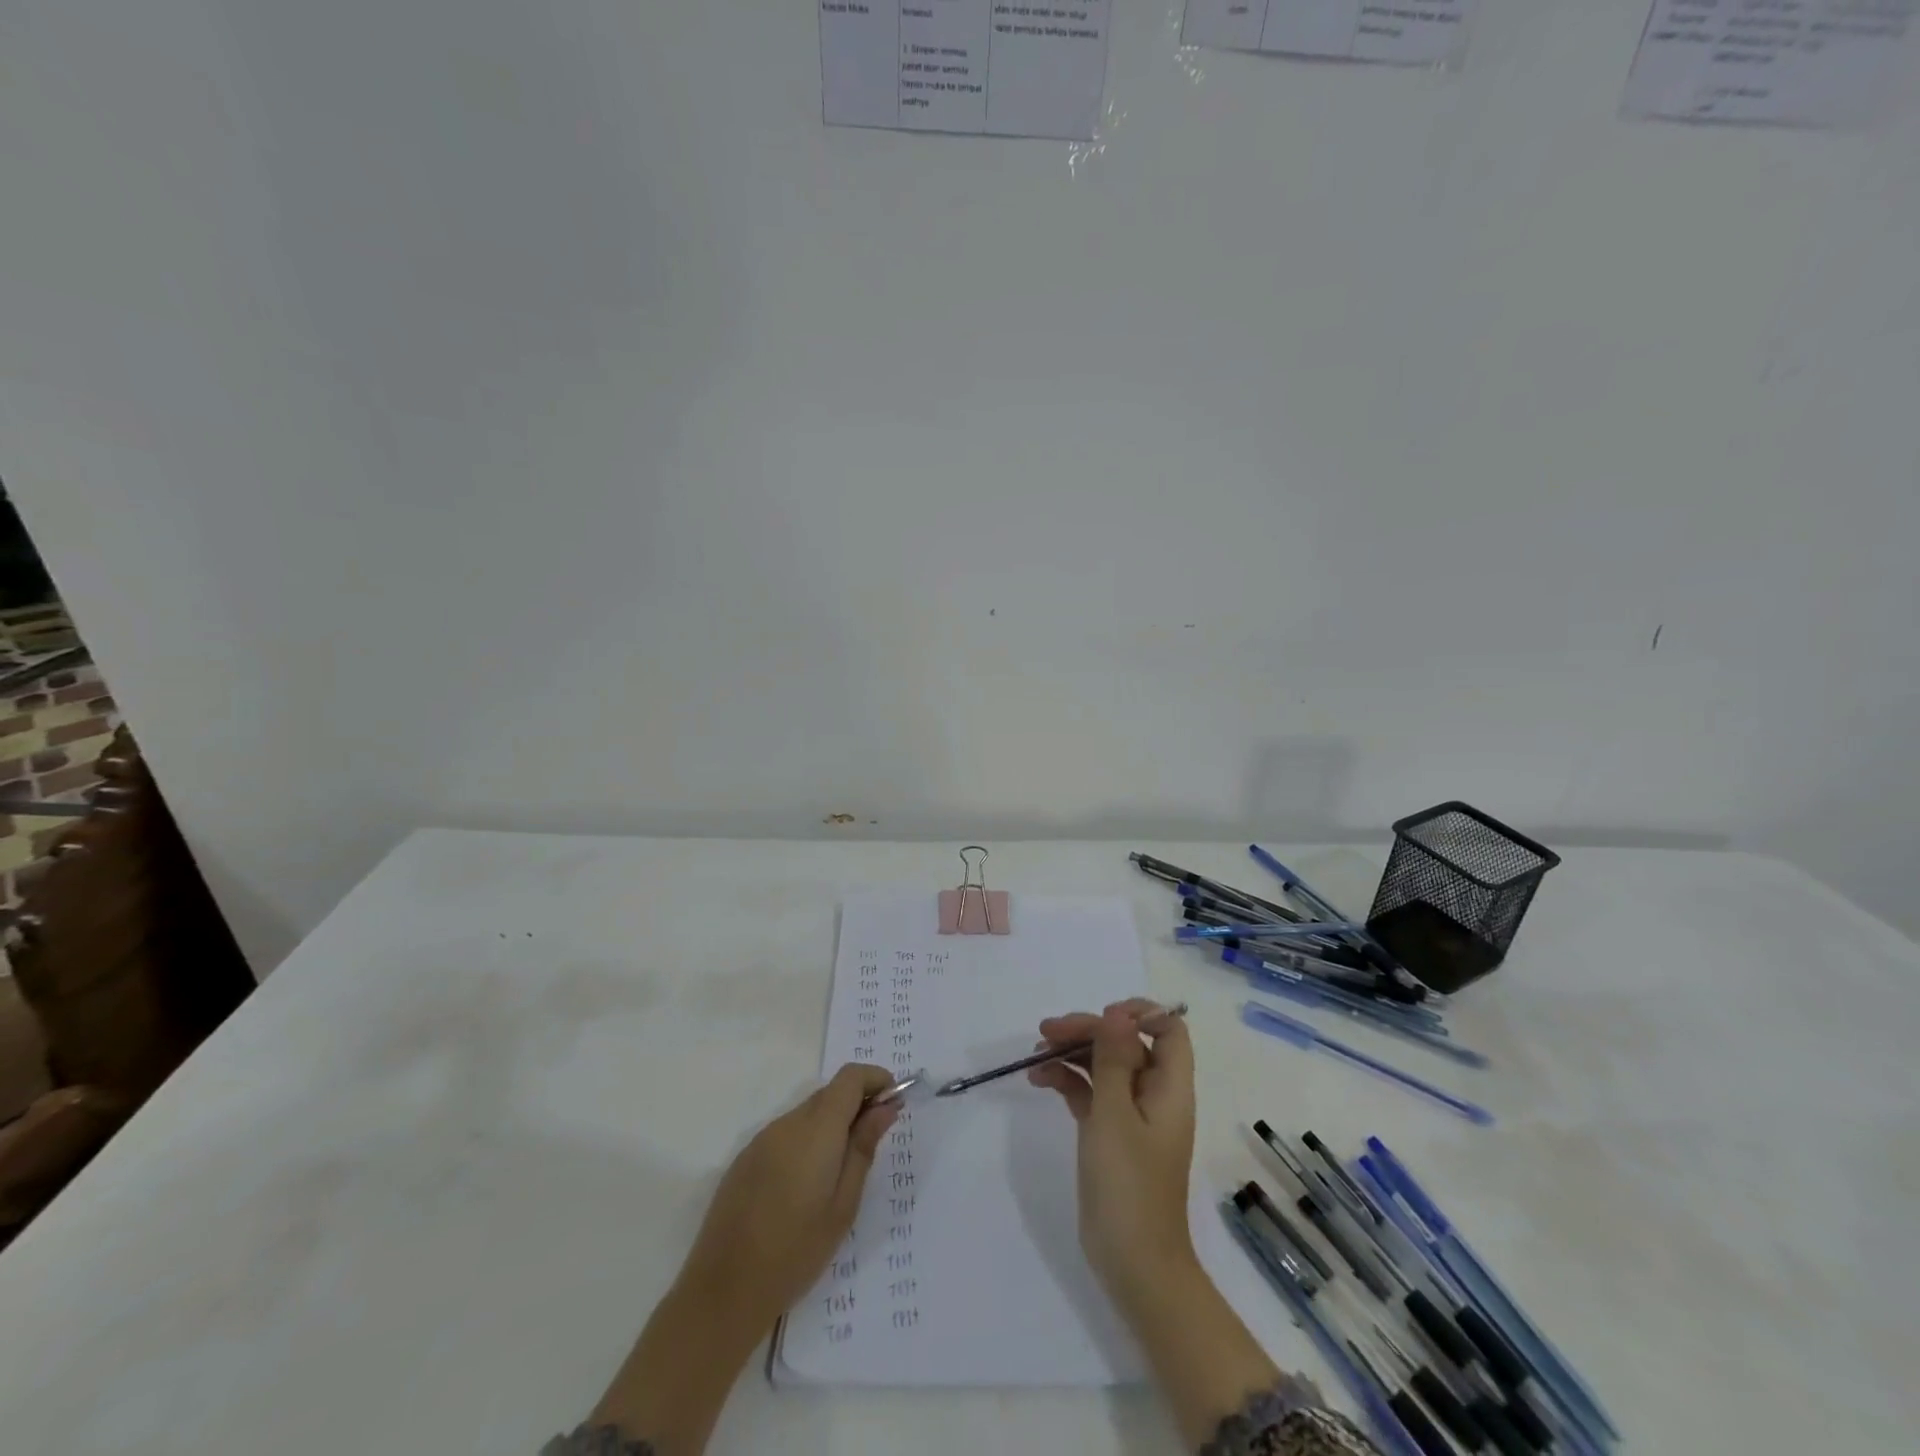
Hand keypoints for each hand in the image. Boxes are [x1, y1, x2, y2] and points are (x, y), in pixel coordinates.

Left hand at [677, 1063, 900, 1337]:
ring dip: (831, 1125)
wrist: (723, 1292)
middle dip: (857, 1104)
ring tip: (842, 1170)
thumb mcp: (843, 1206)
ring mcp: (762, 1139)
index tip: (893, 1102)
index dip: (875, 1079)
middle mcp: (787, 1123)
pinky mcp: (746, 1159)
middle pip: (829, 1093)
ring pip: (807, 1114)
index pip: (850, 1077)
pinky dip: (807, 1141)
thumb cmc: (795, 1252)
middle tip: (874, 1139)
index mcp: (816, 1130)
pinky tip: (807, 1185)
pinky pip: (786, 1134)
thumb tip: (885, 1108)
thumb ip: (863, 1148)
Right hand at [1027, 999, 1197, 1311]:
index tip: (1101, 1017)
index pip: (1168, 1031)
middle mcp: (1153, 1095)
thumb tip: (1118, 1013)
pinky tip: (1039, 1079)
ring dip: (1072, 1054)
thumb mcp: (1115, 1114)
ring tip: (1035, 1054)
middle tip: (1046, 1032)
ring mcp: (1131, 1116)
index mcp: (1169, 1087)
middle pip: (1126, 1044)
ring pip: (1104, 1066)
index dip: (1139, 1014)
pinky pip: (1090, 1093)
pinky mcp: (1110, 1134)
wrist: (1133, 1263)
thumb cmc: (1129, 1185)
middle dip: (1088, 1031)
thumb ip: (1114, 1059)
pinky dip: (1067, 1081)